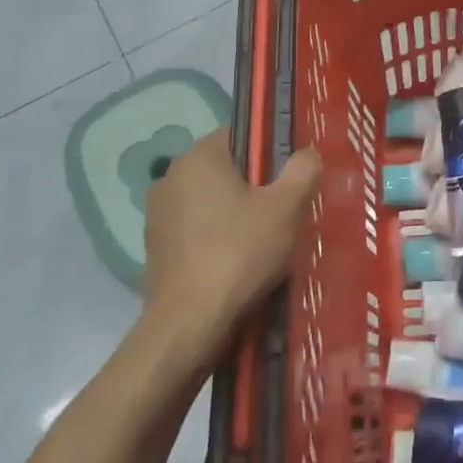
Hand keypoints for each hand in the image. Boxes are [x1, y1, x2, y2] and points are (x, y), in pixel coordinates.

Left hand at [142, 131, 320, 355]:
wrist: (187, 326)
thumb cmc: (238, 254)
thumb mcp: (286, 208)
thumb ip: (302, 171)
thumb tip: (307, 153)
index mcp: (198, 156)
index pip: (242, 135)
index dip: (271, 153)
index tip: (291, 179)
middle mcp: (170, 176)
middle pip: (227, 169)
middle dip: (255, 186)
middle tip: (284, 213)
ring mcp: (157, 214)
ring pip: (211, 201)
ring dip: (236, 214)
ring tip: (264, 242)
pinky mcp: (154, 247)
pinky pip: (196, 229)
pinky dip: (217, 238)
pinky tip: (237, 263)